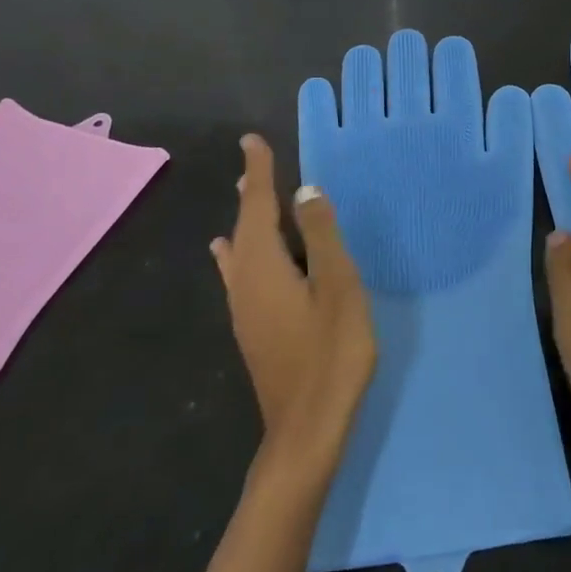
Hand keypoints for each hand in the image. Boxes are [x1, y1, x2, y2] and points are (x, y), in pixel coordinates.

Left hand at [212, 135, 376, 487]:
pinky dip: (242, 251)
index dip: (260, 172)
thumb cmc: (330, 352)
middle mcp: (245, 282)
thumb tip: (305, 191)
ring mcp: (245, 310)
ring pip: (241, 251)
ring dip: (247, 220)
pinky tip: (232, 258)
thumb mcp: (337, 286)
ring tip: (248, 197)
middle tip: (254, 163)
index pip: (259, 206)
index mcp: (264, 266)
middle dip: (252, 193)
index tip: (252, 141)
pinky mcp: (253, 329)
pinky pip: (241, 272)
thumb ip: (322, 237)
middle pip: (245, 226)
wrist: (306, 430)